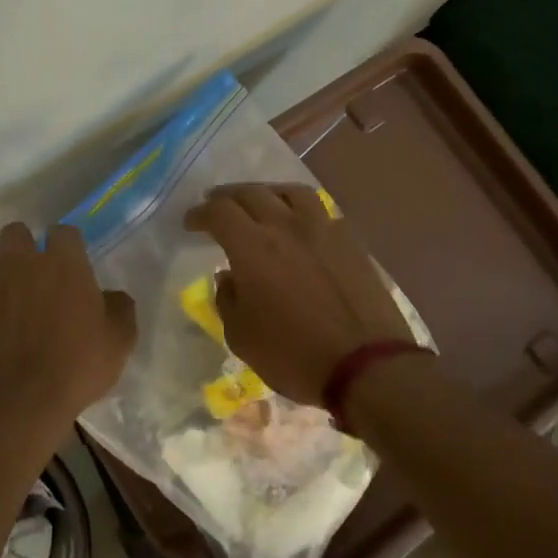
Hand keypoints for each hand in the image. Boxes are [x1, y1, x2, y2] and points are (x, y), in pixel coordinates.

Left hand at [0, 222, 137, 433]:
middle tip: (26, 273)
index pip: (64, 231)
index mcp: (63, 264)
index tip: (68, 262)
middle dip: (18, 245)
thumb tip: (113, 296)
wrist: (24, 400)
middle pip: (14, 231)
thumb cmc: (78, 368)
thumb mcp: (119, 341)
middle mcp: (21, 262)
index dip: (65, 244)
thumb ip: (119, 309)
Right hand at [183, 183, 415, 405]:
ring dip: (267, 193)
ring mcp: (323, 229)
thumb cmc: (293, 355)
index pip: (219, 212)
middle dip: (227, 196)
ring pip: (290, 192)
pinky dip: (300, 211)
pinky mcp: (351, 242)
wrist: (367, 365)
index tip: (191, 222)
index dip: (200, 213)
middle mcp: (286, 226)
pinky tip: (299, 226)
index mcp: (253, 247)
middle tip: (216, 205)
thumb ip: (228, 300)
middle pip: (252, 192)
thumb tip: (229, 277)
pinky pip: (320, 211)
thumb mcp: (242, 337)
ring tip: (259, 204)